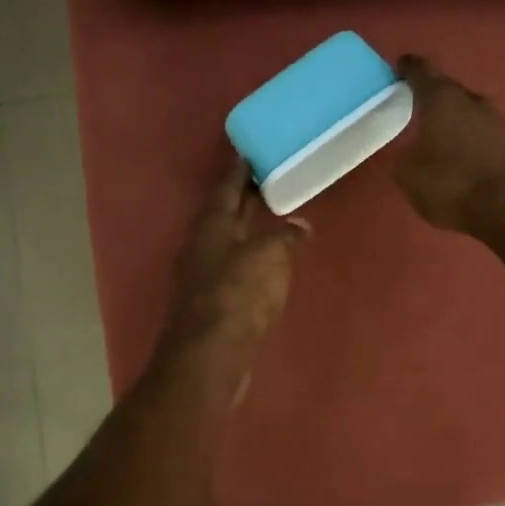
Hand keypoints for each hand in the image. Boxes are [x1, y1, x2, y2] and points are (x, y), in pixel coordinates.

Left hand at [158, 158, 305, 401]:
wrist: (211, 356)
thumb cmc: (238, 296)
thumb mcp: (268, 257)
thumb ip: (285, 237)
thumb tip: (300, 226)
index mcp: (212, 226)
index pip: (226, 187)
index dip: (238, 168)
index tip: (248, 149)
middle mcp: (204, 246)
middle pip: (226, 212)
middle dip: (245, 195)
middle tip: (269, 175)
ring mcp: (205, 276)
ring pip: (231, 240)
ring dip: (249, 226)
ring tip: (275, 213)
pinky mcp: (215, 302)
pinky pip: (237, 267)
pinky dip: (253, 256)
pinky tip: (270, 260)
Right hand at [395, 55, 504, 233]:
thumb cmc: (451, 184)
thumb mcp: (409, 176)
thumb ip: (402, 157)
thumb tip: (405, 152)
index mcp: (441, 99)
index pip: (421, 71)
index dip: (408, 68)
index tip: (398, 67)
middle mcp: (471, 100)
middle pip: (447, 89)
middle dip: (430, 95)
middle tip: (412, 106)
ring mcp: (496, 119)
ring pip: (467, 110)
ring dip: (452, 118)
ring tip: (435, 133)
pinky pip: (482, 131)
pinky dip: (468, 137)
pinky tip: (460, 153)